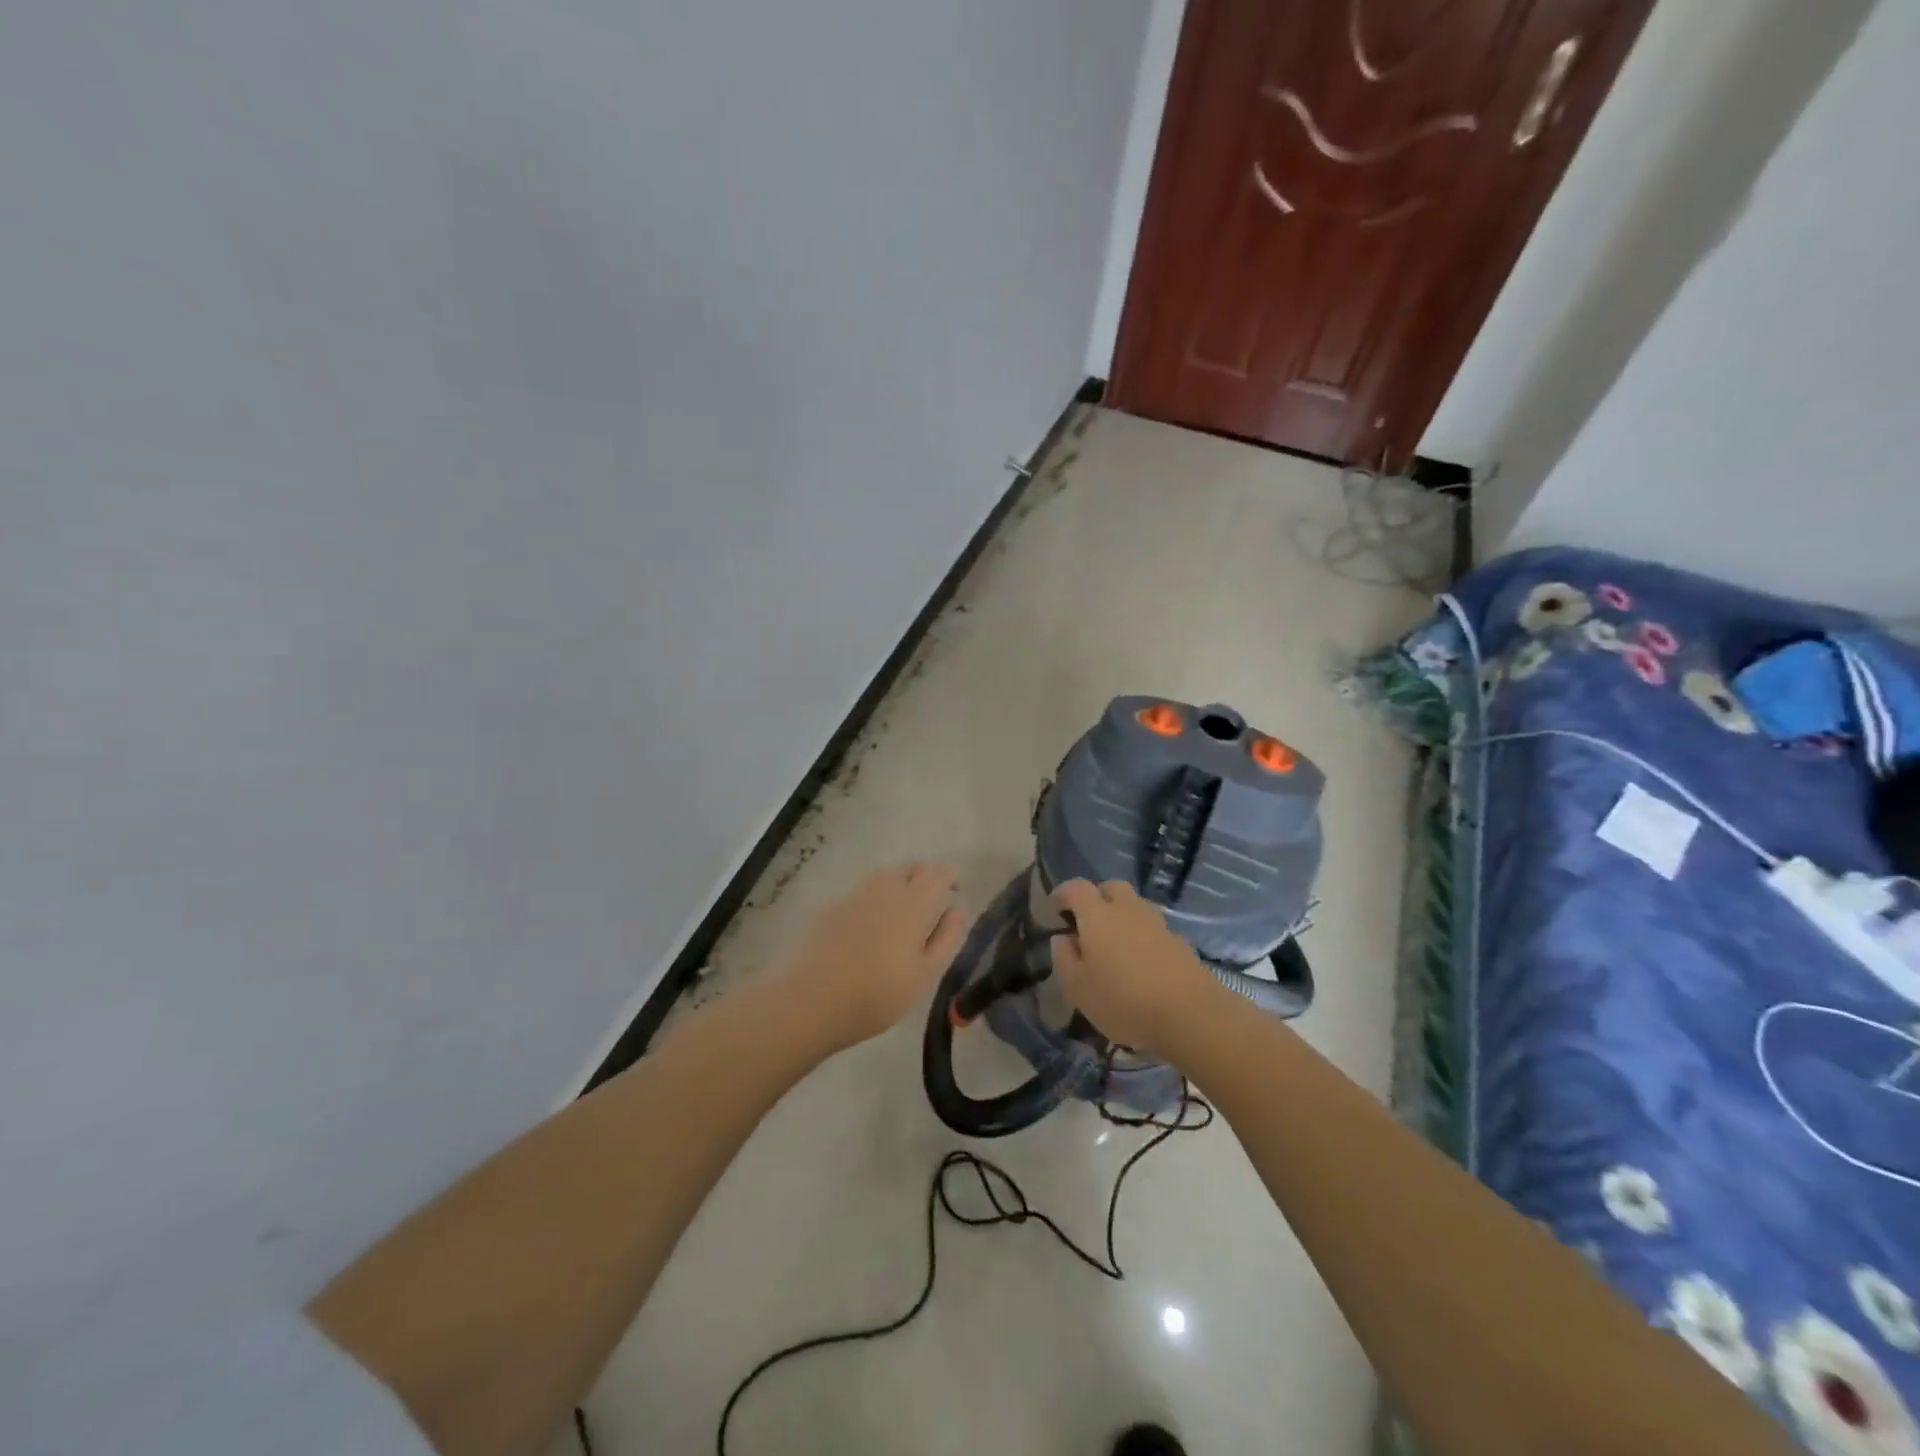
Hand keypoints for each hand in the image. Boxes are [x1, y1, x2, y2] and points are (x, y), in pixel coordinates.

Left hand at [778, 863, 969, 1054]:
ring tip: (901, 914)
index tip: (955, 891)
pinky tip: (869, 928)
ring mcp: (855, 895)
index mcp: (914, 902)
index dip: (949, 876)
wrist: (811, 1000)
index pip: (938, 872)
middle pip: (910, 868)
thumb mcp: (924, 974)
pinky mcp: (831, 908)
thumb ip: (946, 938)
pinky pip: (862, 894)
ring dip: (899, 885)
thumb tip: (957, 909)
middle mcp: (886, 888)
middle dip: (924, 878)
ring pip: (884, 877)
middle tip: (931, 903)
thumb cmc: (878, 994)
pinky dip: (874, 901)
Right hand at [1050, 879, 1222, 1053]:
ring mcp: (1158, 924)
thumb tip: (1062, 938)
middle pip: (1112, 887)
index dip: (1064, 893)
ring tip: (1116, 943)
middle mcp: (1128, 910)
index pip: (1077, 888)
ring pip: (1136, 905)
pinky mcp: (1180, 942)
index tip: (1056, 907)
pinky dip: (1144, 936)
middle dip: (1097, 897)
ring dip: (1123, 915)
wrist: (1189, 1014)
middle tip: (1088, 921)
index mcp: (1098, 916)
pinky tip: (1142, 962)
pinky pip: (1155, 929)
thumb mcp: (1077, 988)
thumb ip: (1064, 958)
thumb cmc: (1123, 1000)